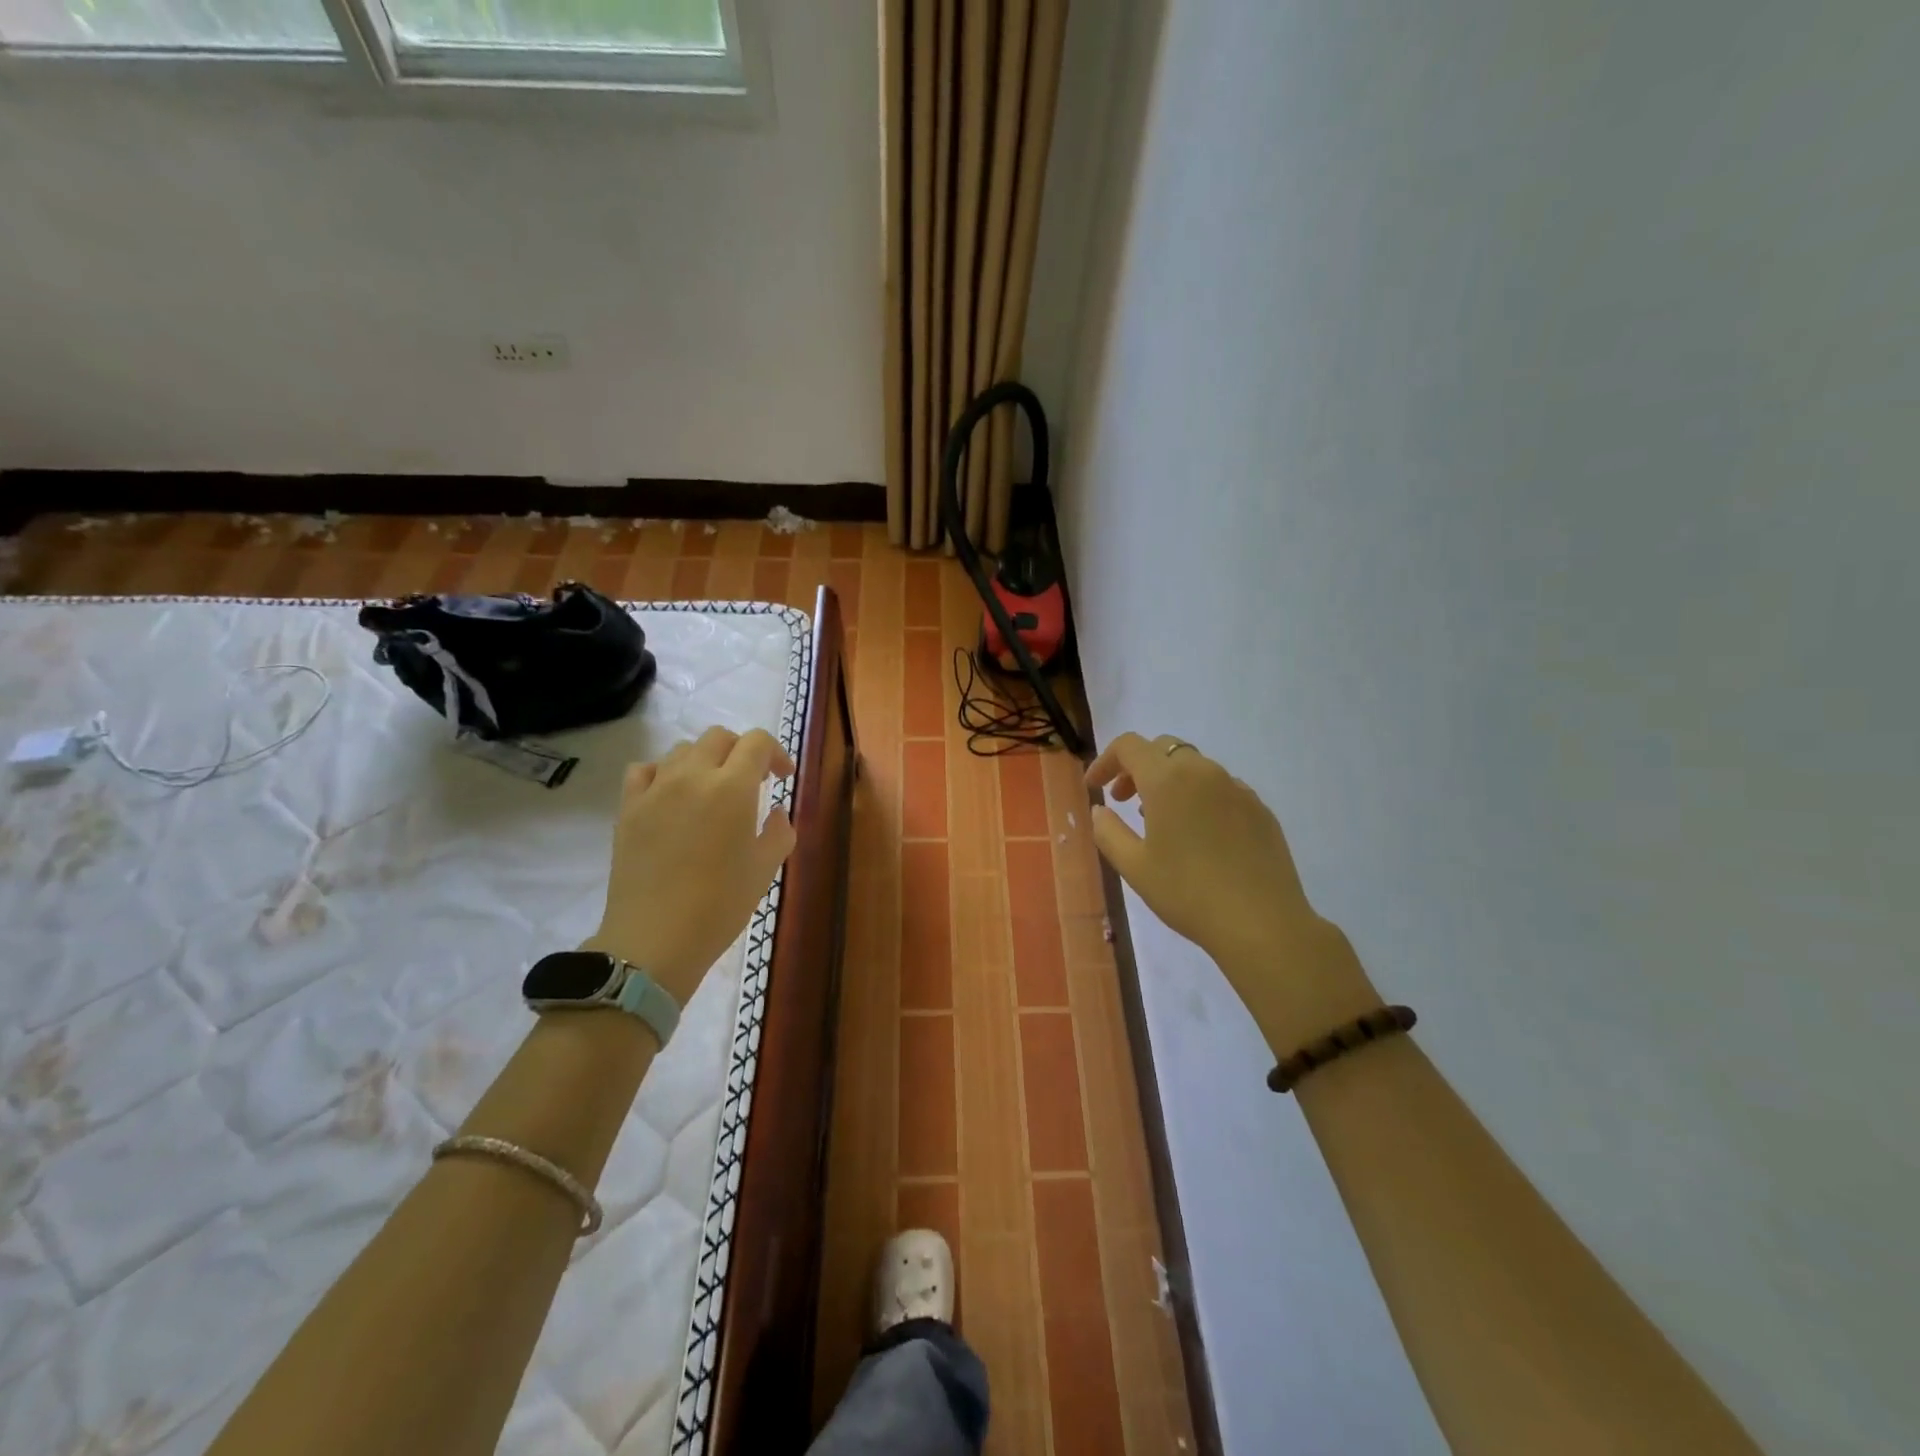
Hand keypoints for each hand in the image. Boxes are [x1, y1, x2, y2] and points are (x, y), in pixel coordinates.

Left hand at [586, 725, 796, 1007]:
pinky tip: (671, 795)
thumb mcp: (765, 869)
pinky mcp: (628, 807)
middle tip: (751, 782)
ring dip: (705, 760)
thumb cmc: (720, 905)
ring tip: (712, 789)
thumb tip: (775, 811)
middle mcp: (693, 776)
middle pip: (719, 737)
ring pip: (683, 749)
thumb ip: (779, 831)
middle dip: (741, 751)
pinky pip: (644, 770)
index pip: (757, 742)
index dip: (776, 753)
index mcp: (733, 788)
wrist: (655, 940)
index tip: (782, 779)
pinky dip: (663, 772)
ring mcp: (655, 789)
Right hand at [1085, 733, 1378, 1052]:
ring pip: (1194, 766)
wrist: (1262, 923)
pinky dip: (1198, 796)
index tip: (1095, 788)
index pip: (1129, 746)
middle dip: (1136, 767)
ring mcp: (1237, 788)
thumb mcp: (1134, 866)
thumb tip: (1100, 810)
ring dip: (1168, 781)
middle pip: (1163, 748)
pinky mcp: (1260, 809)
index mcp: (1168, 779)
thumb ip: (1108, 831)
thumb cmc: (1187, 893)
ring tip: (1159, 819)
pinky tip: (1198, 834)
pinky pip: (1220, 788)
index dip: (1105, 761)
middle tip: (1123, 800)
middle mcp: (1204, 772)